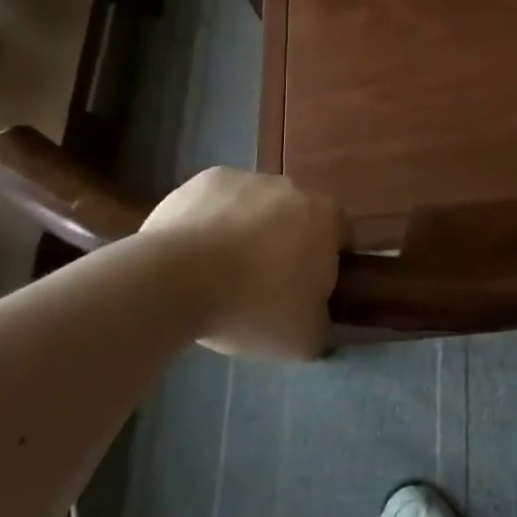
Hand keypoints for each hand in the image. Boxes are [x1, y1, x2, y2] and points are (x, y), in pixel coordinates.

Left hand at [141, 167, 342, 359]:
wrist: (176, 279)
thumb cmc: (252, 305)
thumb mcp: (302, 339)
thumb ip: (322, 325)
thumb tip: (320, 321)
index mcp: (325, 218)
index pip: (340, 235)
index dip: (326, 263)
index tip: (306, 290)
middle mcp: (293, 188)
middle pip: (297, 217)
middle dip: (285, 243)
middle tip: (263, 284)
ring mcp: (249, 178)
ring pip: (256, 206)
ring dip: (247, 230)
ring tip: (221, 272)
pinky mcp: (208, 179)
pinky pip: (219, 201)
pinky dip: (213, 221)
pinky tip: (194, 253)